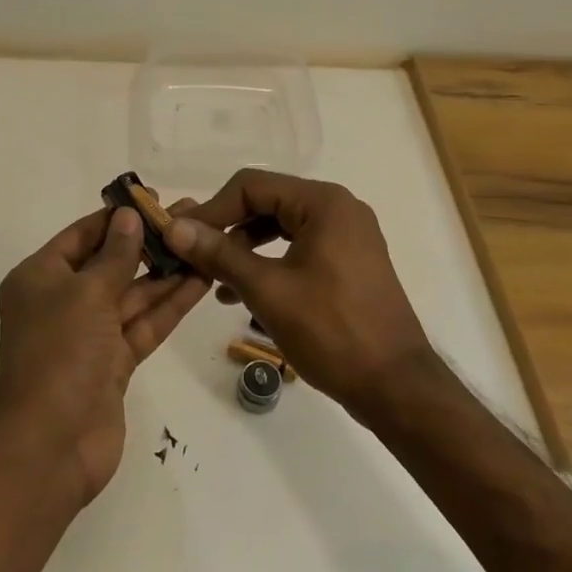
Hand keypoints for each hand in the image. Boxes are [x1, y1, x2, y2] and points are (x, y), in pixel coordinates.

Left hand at [0, 207, 208, 505]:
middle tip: (193, 217)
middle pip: (112, 262)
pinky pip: (144, 324)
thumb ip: (115, 254)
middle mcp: (63, 301)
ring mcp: (90, 335)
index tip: (154, 199)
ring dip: (167, 271)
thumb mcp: (86, 293)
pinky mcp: (114, 363)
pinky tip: (202, 280)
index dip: (118, 217)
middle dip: (150, 242)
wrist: (50, 447)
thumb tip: (129, 215)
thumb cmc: (59, 354)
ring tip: (207, 242)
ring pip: (133, 294)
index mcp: (41, 277)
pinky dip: (170, 305)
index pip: (83, 235)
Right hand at [164, 169, 437, 417]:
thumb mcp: (268, 290)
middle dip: (226, 229)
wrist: (396, 386)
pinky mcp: (349, 262)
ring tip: (212, 280)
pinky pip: (298, 248)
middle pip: (267, 202)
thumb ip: (219, 254)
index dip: (211, 208)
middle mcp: (338, 209)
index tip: (180, 237)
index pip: (251, 186)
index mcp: (323, 203)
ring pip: (280, 227)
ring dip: (244, 248)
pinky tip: (241, 293)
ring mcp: (347, 236)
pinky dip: (269, 263)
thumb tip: (175, 227)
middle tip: (191, 255)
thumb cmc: (332, 332)